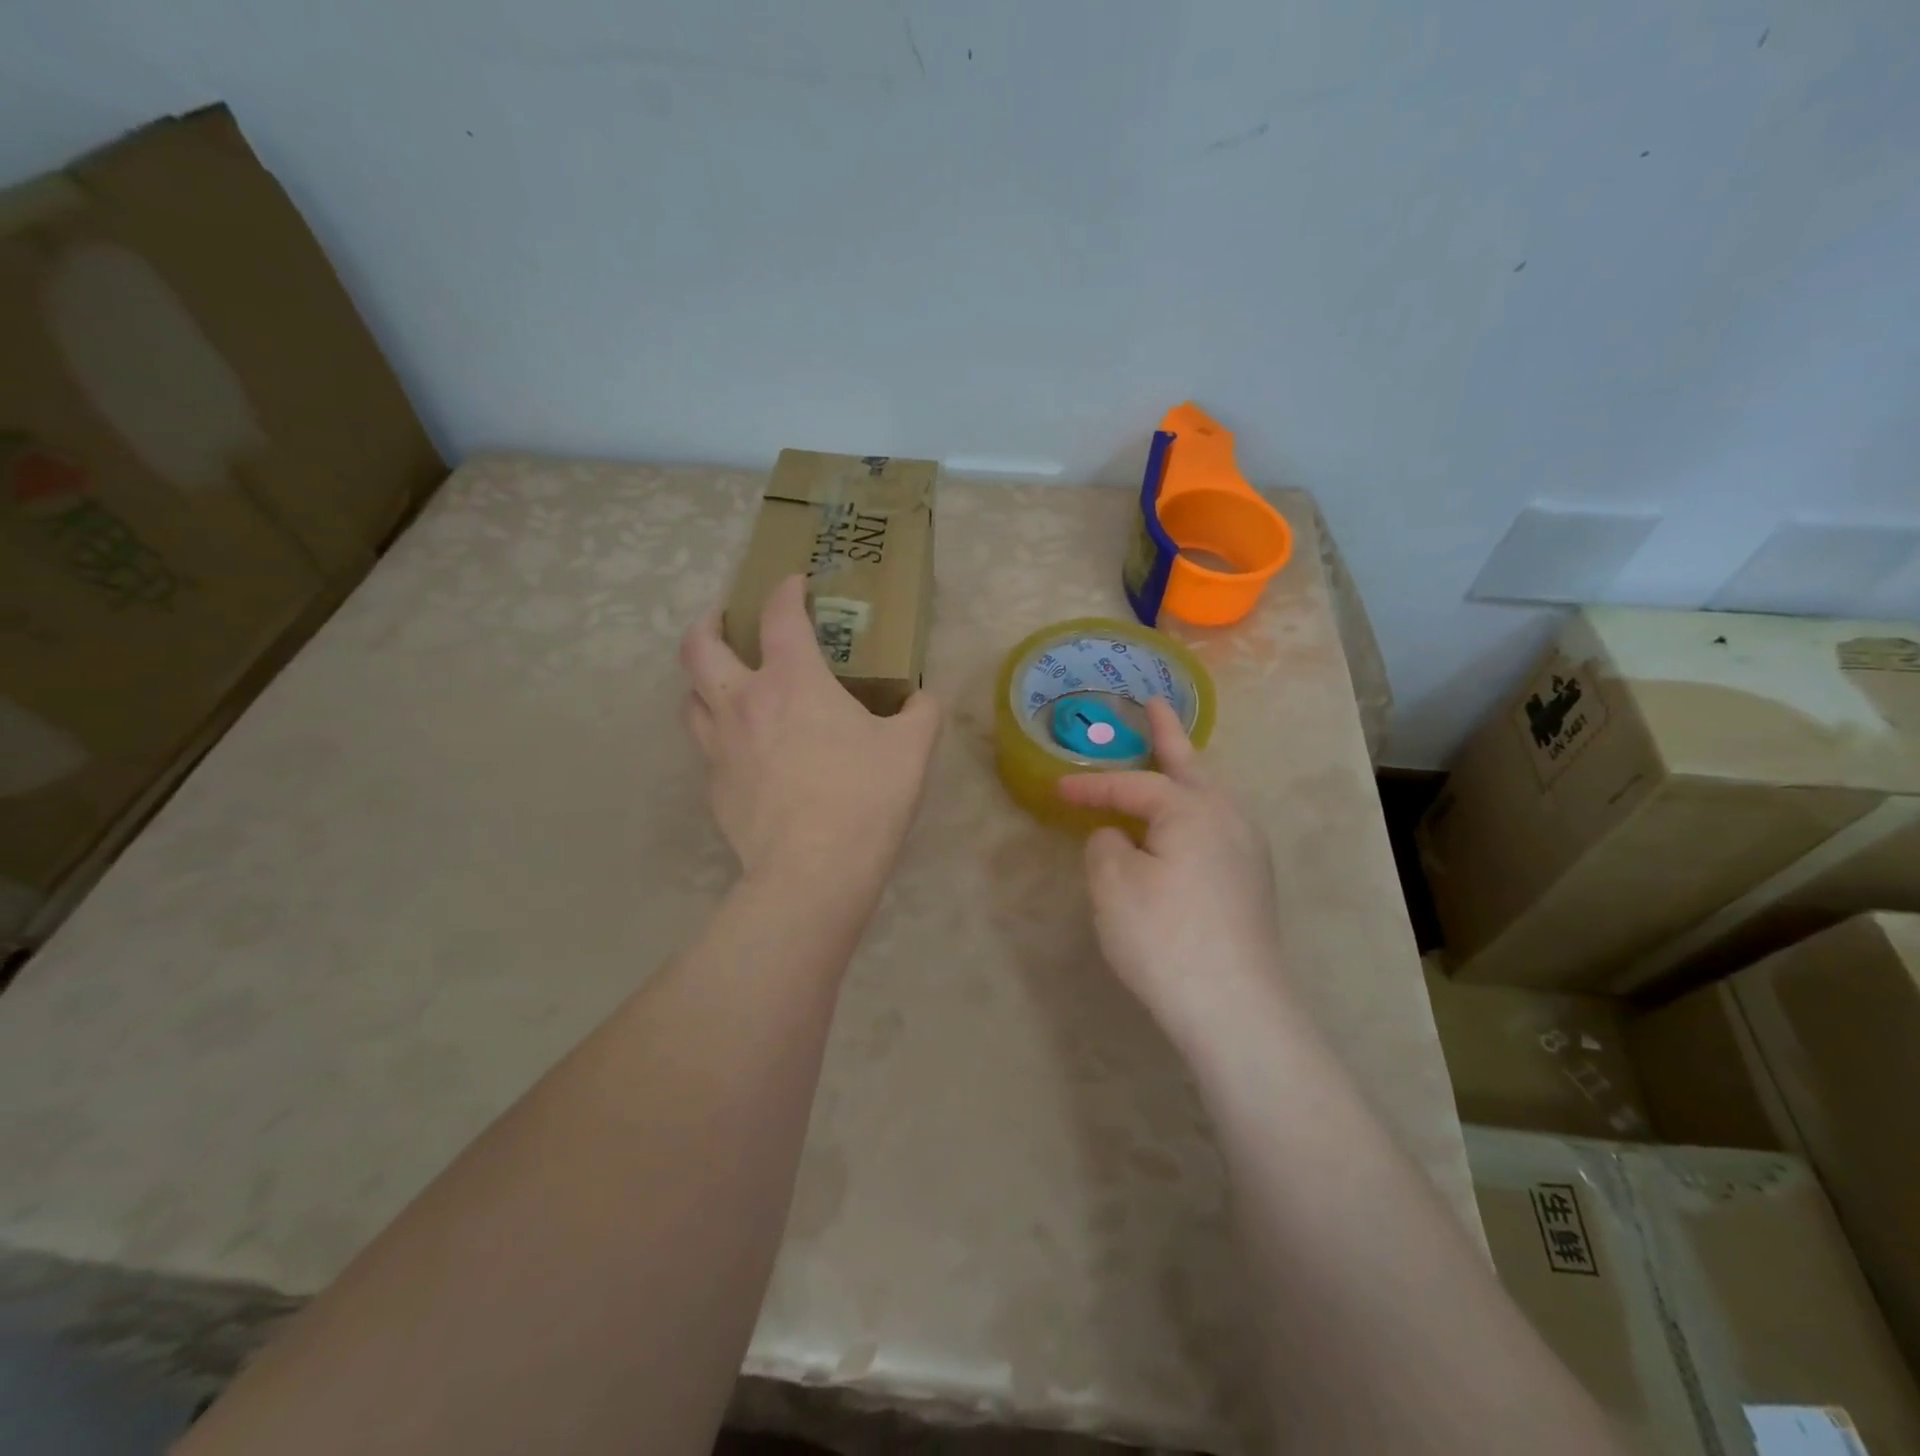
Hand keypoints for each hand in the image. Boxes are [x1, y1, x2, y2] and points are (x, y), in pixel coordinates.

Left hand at [680, 574, 941, 888]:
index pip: (780, 616)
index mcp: (793, 681)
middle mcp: (744, 702)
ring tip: (723, 684)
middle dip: (708, 624)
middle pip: (699, 647)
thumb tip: (922, 701)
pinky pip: (706, 747)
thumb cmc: (865, 796)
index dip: (785, 591)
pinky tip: (743, 751)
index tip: (794, 583)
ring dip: (703, 681)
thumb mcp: (912, 749)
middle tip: (724, 622)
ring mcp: (720, 746)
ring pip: (690, 697)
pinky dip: (719, 735)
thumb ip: (921, 714)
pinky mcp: (714, 787)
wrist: (813, 869)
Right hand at [1056, 699, 1286, 1036]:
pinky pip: (1216, 826)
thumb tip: (1118, 837)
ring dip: (1186, 773)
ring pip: (1209, 797)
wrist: (1236, 1008)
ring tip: (1170, 759)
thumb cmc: (1165, 937)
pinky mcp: (1251, 883)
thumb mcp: (1113, 885)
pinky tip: (1185, 828)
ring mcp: (1247, 851)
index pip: (1132, 784)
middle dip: (1168, 736)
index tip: (1057, 789)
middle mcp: (1227, 818)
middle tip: (1154, 704)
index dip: (1091, 786)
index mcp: (1192, 810)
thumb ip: (1106, 845)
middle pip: (1190, 767)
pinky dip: (1194, 811)